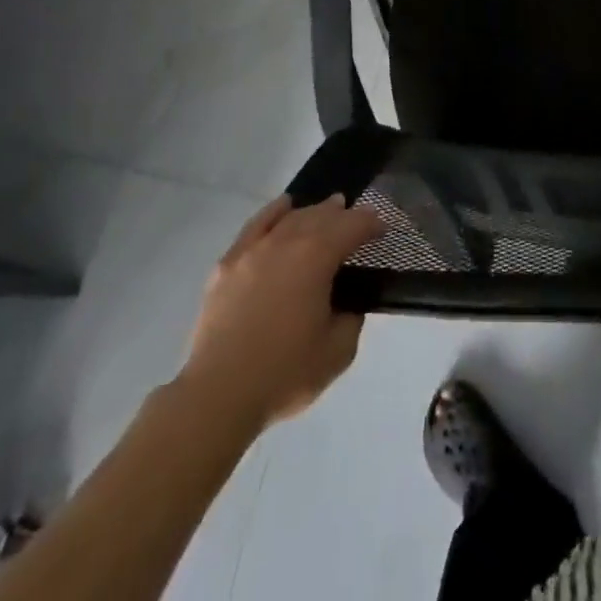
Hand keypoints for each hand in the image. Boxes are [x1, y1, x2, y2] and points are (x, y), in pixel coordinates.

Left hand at [182, 194, 385, 429]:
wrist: (218, 393)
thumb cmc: (284, 372)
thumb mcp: (338, 352)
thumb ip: (351, 319)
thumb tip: (347, 304)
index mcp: (317, 257)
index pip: (352, 227)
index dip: (371, 224)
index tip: (383, 229)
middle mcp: (287, 241)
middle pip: (321, 216)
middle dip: (343, 214)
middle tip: (358, 220)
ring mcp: (254, 249)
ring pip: (291, 217)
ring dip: (313, 211)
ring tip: (327, 209)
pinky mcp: (228, 263)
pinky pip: (256, 225)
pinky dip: (274, 212)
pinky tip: (283, 207)